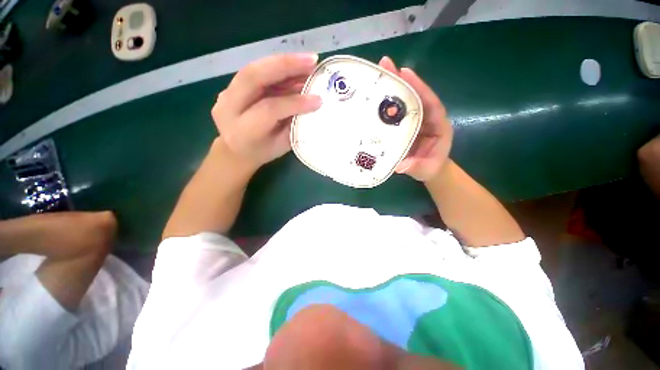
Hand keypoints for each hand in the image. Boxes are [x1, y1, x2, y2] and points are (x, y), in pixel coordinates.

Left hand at [212, 54, 322, 168]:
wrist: (236, 151)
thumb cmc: (262, 152)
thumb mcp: (281, 145)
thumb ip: (293, 124)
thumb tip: (312, 102)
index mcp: (243, 131)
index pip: (269, 109)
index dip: (294, 102)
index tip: (318, 99)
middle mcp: (229, 109)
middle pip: (253, 77)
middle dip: (285, 65)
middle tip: (312, 61)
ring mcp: (226, 94)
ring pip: (253, 69)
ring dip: (283, 63)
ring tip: (308, 62)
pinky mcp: (230, 87)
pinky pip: (255, 72)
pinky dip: (277, 68)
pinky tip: (294, 68)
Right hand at [379, 56, 453, 181]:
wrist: (428, 170)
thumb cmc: (431, 167)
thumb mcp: (426, 169)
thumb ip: (416, 167)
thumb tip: (399, 166)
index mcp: (437, 124)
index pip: (430, 102)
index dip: (418, 87)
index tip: (405, 73)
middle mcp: (425, 118)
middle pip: (414, 96)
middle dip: (401, 80)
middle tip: (385, 65)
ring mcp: (412, 120)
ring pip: (403, 101)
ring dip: (391, 88)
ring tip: (377, 75)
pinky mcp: (402, 126)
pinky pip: (394, 113)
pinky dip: (385, 105)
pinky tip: (372, 100)